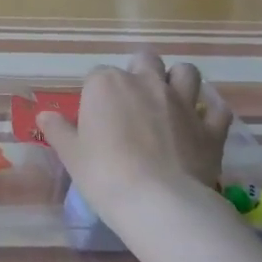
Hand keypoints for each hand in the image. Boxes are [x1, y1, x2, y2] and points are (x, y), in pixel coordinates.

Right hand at [37, 50, 232, 220]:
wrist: (158, 201)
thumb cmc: (104, 174)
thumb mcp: (71, 154)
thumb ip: (58, 130)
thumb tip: (45, 115)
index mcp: (106, 85)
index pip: (96, 75)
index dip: (95, 93)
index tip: (94, 115)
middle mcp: (146, 83)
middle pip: (144, 59)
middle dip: (139, 71)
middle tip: (131, 100)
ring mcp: (183, 102)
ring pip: (186, 72)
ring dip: (177, 80)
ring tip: (168, 101)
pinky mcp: (211, 127)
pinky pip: (216, 109)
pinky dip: (209, 113)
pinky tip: (200, 125)